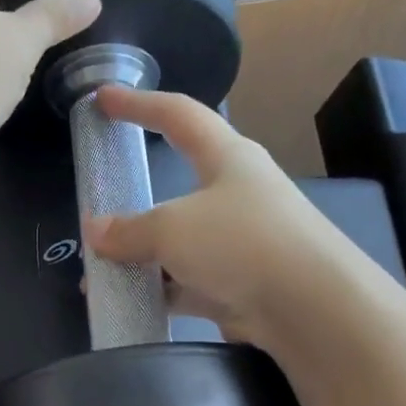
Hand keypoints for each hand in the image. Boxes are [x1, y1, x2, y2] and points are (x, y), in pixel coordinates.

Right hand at [83, 87, 335, 345]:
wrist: (310, 307)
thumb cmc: (241, 243)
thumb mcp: (173, 229)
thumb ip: (129, 230)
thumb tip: (95, 231)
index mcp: (227, 158)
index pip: (178, 115)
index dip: (139, 104)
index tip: (103, 98)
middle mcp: (235, 194)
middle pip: (175, 188)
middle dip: (134, 203)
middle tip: (97, 211)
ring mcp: (238, 242)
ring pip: (178, 242)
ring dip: (140, 256)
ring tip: (99, 273)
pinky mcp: (239, 284)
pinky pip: (187, 282)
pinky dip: (159, 290)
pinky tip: (127, 302)